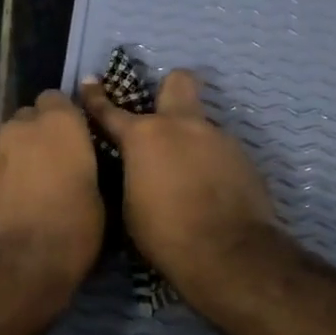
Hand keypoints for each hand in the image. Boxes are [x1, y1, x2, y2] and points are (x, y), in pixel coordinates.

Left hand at [0, 90, 102, 305]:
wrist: (22, 266)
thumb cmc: (74, 228)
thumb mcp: (99, 194)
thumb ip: (84, 163)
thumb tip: (77, 163)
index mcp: (59, 124)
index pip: (57, 98)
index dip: (64, 116)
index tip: (75, 138)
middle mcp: (21, 128)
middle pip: (29, 118)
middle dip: (39, 133)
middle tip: (53, 163)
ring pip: (8, 144)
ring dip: (19, 157)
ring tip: (31, 188)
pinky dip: (3, 180)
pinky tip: (12, 206)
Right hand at [80, 69, 279, 305]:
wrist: (227, 252)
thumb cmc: (164, 233)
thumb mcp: (129, 206)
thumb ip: (133, 173)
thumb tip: (139, 168)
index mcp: (144, 136)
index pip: (111, 110)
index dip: (97, 97)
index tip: (91, 82)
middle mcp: (182, 125)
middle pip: (178, 81)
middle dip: (169, 89)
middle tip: (163, 113)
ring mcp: (218, 137)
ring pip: (201, 125)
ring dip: (192, 141)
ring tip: (189, 176)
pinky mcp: (244, 156)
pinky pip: (220, 151)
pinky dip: (212, 164)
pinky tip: (212, 191)